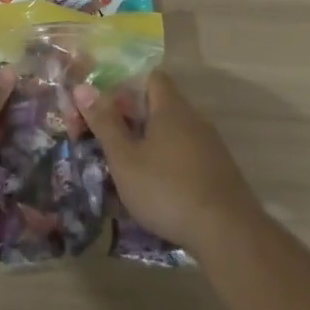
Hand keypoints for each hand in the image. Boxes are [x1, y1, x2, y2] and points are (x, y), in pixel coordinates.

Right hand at [72, 72, 262, 250]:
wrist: (226, 232)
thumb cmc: (166, 189)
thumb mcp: (125, 159)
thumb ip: (104, 123)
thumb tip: (82, 87)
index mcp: (170, 108)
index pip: (151, 77)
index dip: (126, 86)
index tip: (105, 108)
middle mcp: (194, 118)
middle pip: (160, 105)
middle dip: (132, 119)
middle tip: (107, 142)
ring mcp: (210, 144)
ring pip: (172, 132)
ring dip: (149, 143)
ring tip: (126, 169)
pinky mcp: (218, 169)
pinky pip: (186, 153)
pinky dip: (167, 162)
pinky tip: (155, 188)